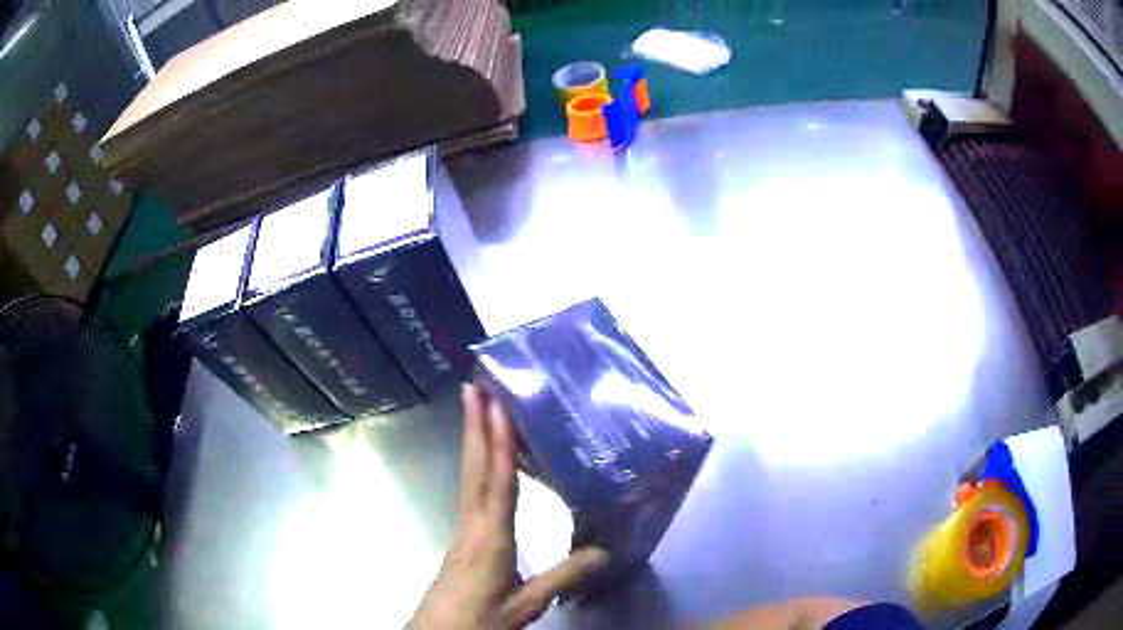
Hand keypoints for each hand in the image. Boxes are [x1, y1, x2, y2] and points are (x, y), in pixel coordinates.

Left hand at [411, 384, 608, 628]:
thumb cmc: (481, 618)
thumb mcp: (528, 604)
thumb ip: (564, 576)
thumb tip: (605, 552)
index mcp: (491, 536)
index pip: (498, 480)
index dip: (499, 442)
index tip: (497, 404)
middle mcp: (473, 523)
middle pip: (475, 468)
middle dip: (475, 425)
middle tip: (473, 386)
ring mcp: (464, 529)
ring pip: (469, 477)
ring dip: (472, 441)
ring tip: (475, 410)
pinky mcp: (462, 537)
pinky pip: (470, 492)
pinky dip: (476, 467)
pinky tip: (482, 464)